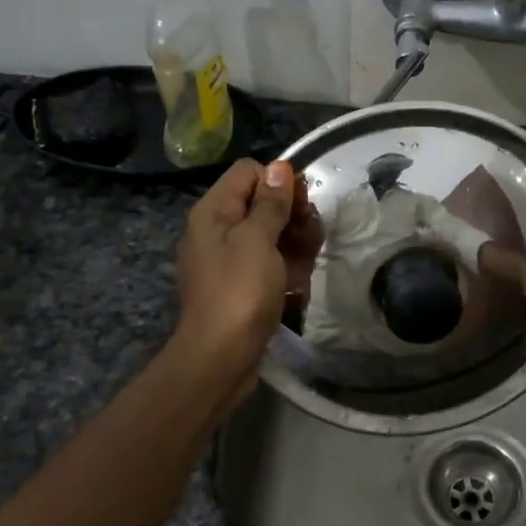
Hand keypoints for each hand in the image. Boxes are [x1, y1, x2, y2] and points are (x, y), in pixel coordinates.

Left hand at [174, 159, 307, 381]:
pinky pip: (265, 262)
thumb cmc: (240, 292)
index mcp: (213, 212)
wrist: (220, 357)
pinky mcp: (239, 285)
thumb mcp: (258, 240)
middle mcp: (215, 230)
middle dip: (291, 213)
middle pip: (259, 202)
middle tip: (312, 233)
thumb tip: (279, 168)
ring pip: (267, 233)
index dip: (278, 181)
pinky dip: (284, 265)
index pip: (248, 172)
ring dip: (293, 240)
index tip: (302, 204)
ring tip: (310, 258)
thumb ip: (270, 203)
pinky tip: (300, 279)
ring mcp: (227, 259)